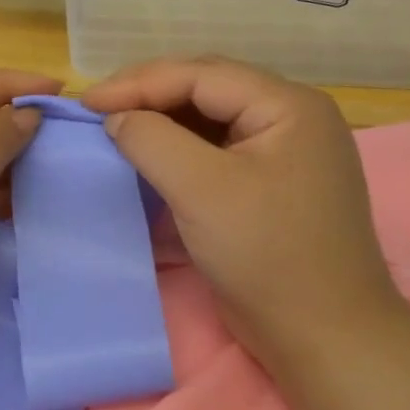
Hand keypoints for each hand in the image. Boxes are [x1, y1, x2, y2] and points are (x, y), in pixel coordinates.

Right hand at [82, 57, 406, 370]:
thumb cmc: (267, 254)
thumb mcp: (202, 189)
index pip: (202, 75)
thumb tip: (118, 119)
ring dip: (163, 124)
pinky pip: (218, 154)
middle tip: (98, 111)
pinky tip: (151, 160)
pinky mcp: (271, 188)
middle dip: (150, 97)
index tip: (87, 102)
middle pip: (208, 91)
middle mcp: (292, 120)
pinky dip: (180, 154)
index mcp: (289, 106)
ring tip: (117, 131)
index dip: (139, 83)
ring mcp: (285, 155)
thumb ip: (152, 140)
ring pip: (211, 123)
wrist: (323, 335)